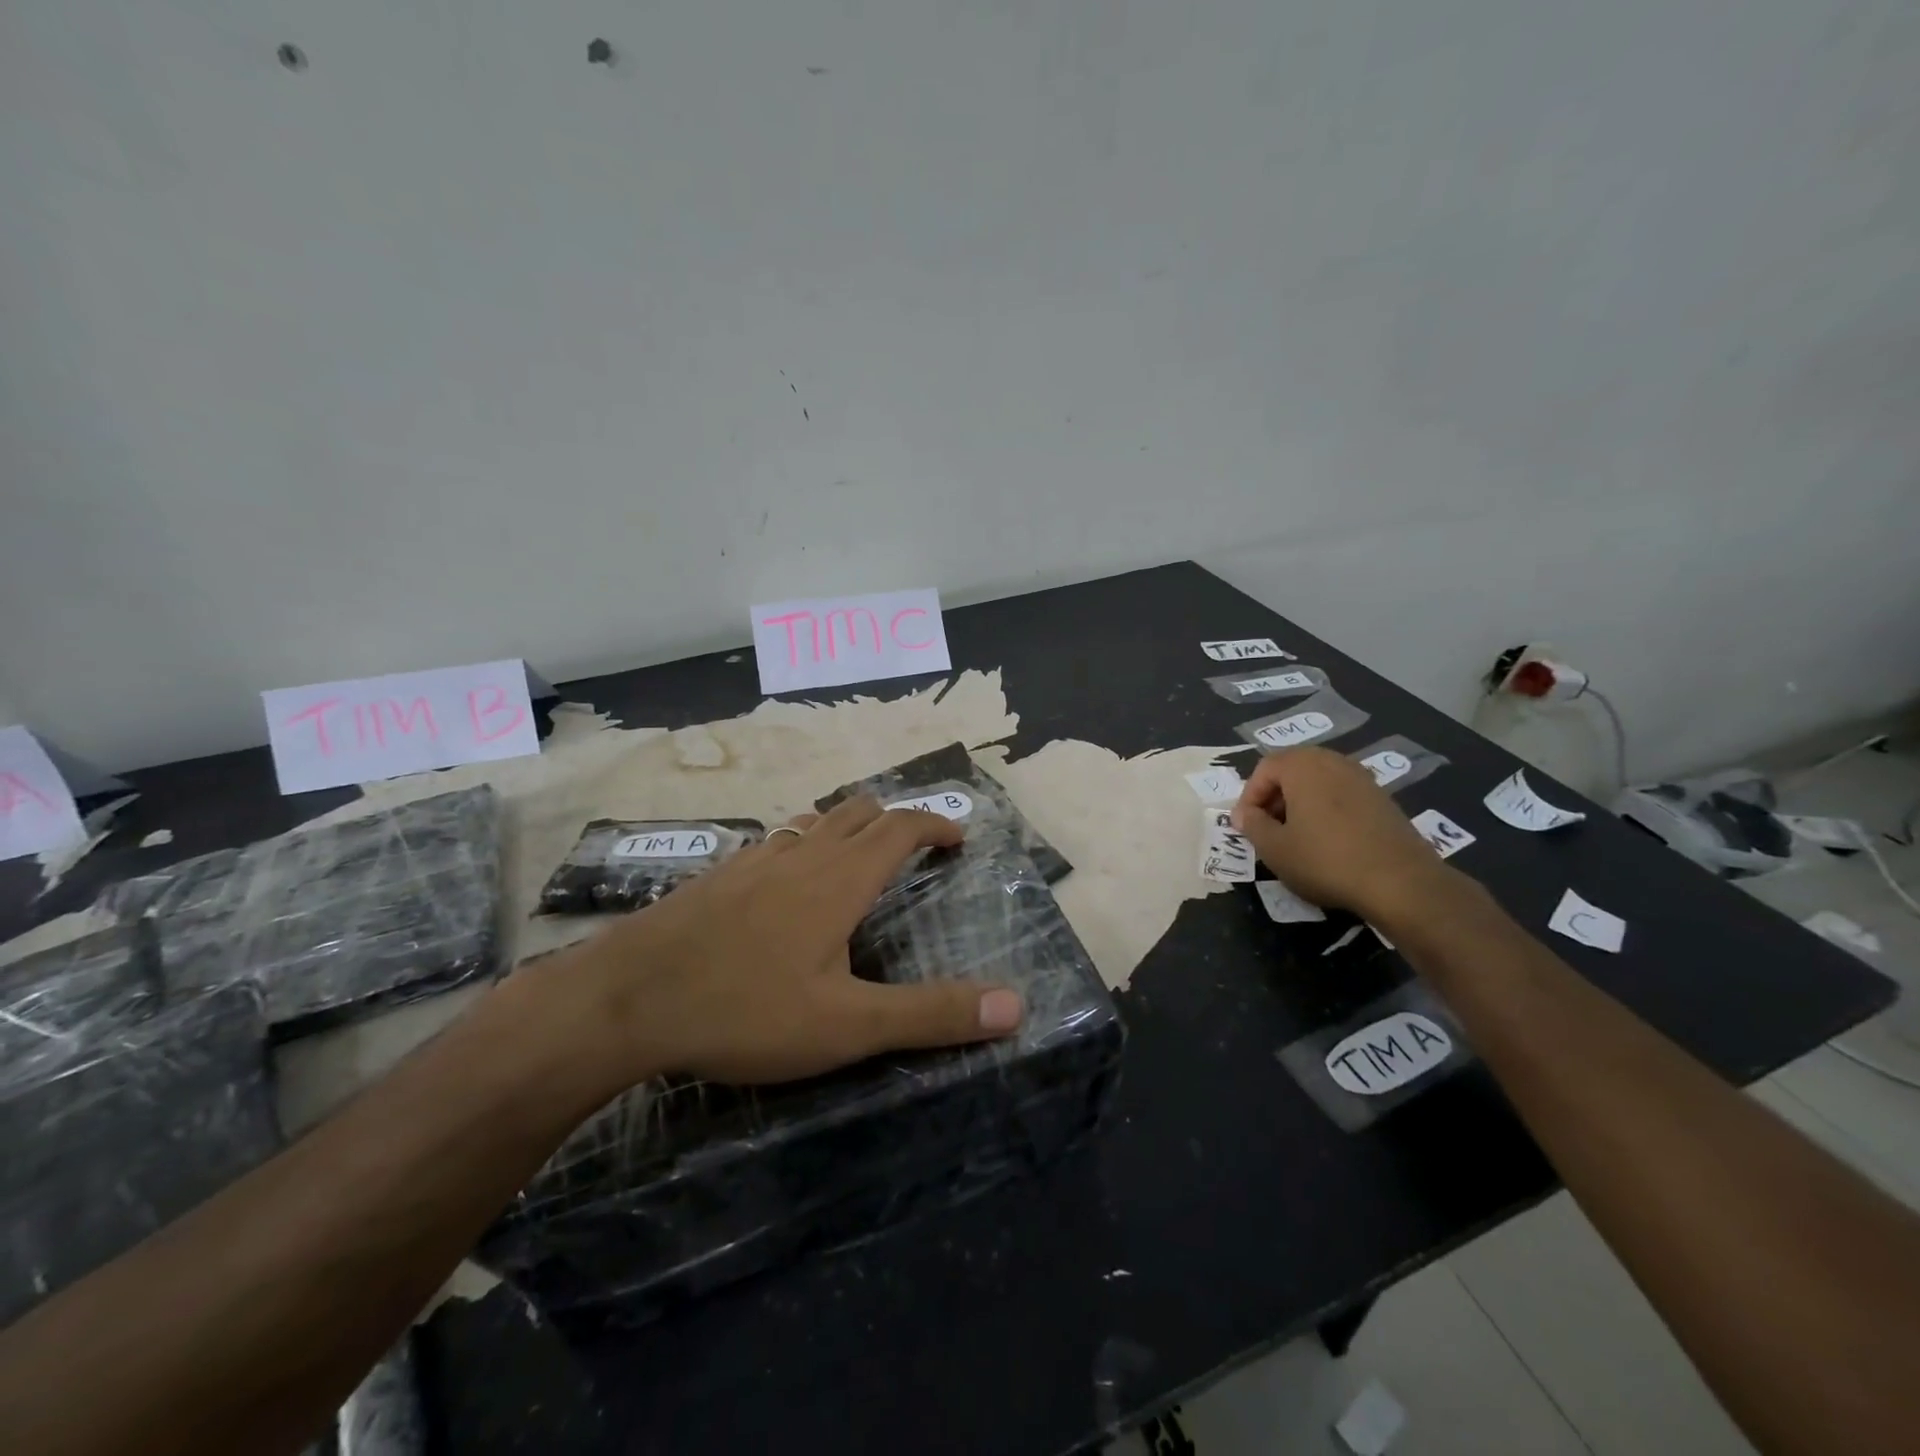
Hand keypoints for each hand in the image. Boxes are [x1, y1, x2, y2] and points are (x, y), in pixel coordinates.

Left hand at [554, 796, 1025, 1086]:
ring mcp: (753, 860)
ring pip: (812, 823)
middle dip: (894, 821)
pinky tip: (783, 889)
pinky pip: (774, 844)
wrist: (625, 1000)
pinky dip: (800, 849)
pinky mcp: (717, 875)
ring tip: (855, 864)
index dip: (935, 823)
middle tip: (912, 850)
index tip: (957, 838)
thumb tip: (1015, 1004)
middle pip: (858, 811)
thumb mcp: (848, 1024)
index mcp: (840, 877)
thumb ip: (932, 1014)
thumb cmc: (745, 1008)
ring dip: (844, 830)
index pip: (901, 826)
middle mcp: (801, 854)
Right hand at [1230, 747, 1455, 920]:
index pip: (1264, 769)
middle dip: (1274, 797)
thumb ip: (1251, 825)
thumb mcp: (1274, 848)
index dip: (1249, 797)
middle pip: (1292, 770)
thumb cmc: (1325, 859)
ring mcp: (1362, 778)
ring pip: (1318, 783)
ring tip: (1295, 836)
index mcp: (1303, 765)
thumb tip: (1243, 814)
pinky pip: (1342, 795)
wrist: (1400, 882)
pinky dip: (1326, 811)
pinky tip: (1327, 842)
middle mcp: (1333, 761)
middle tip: (1267, 828)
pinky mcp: (1383, 799)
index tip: (1245, 826)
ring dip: (1300, 804)